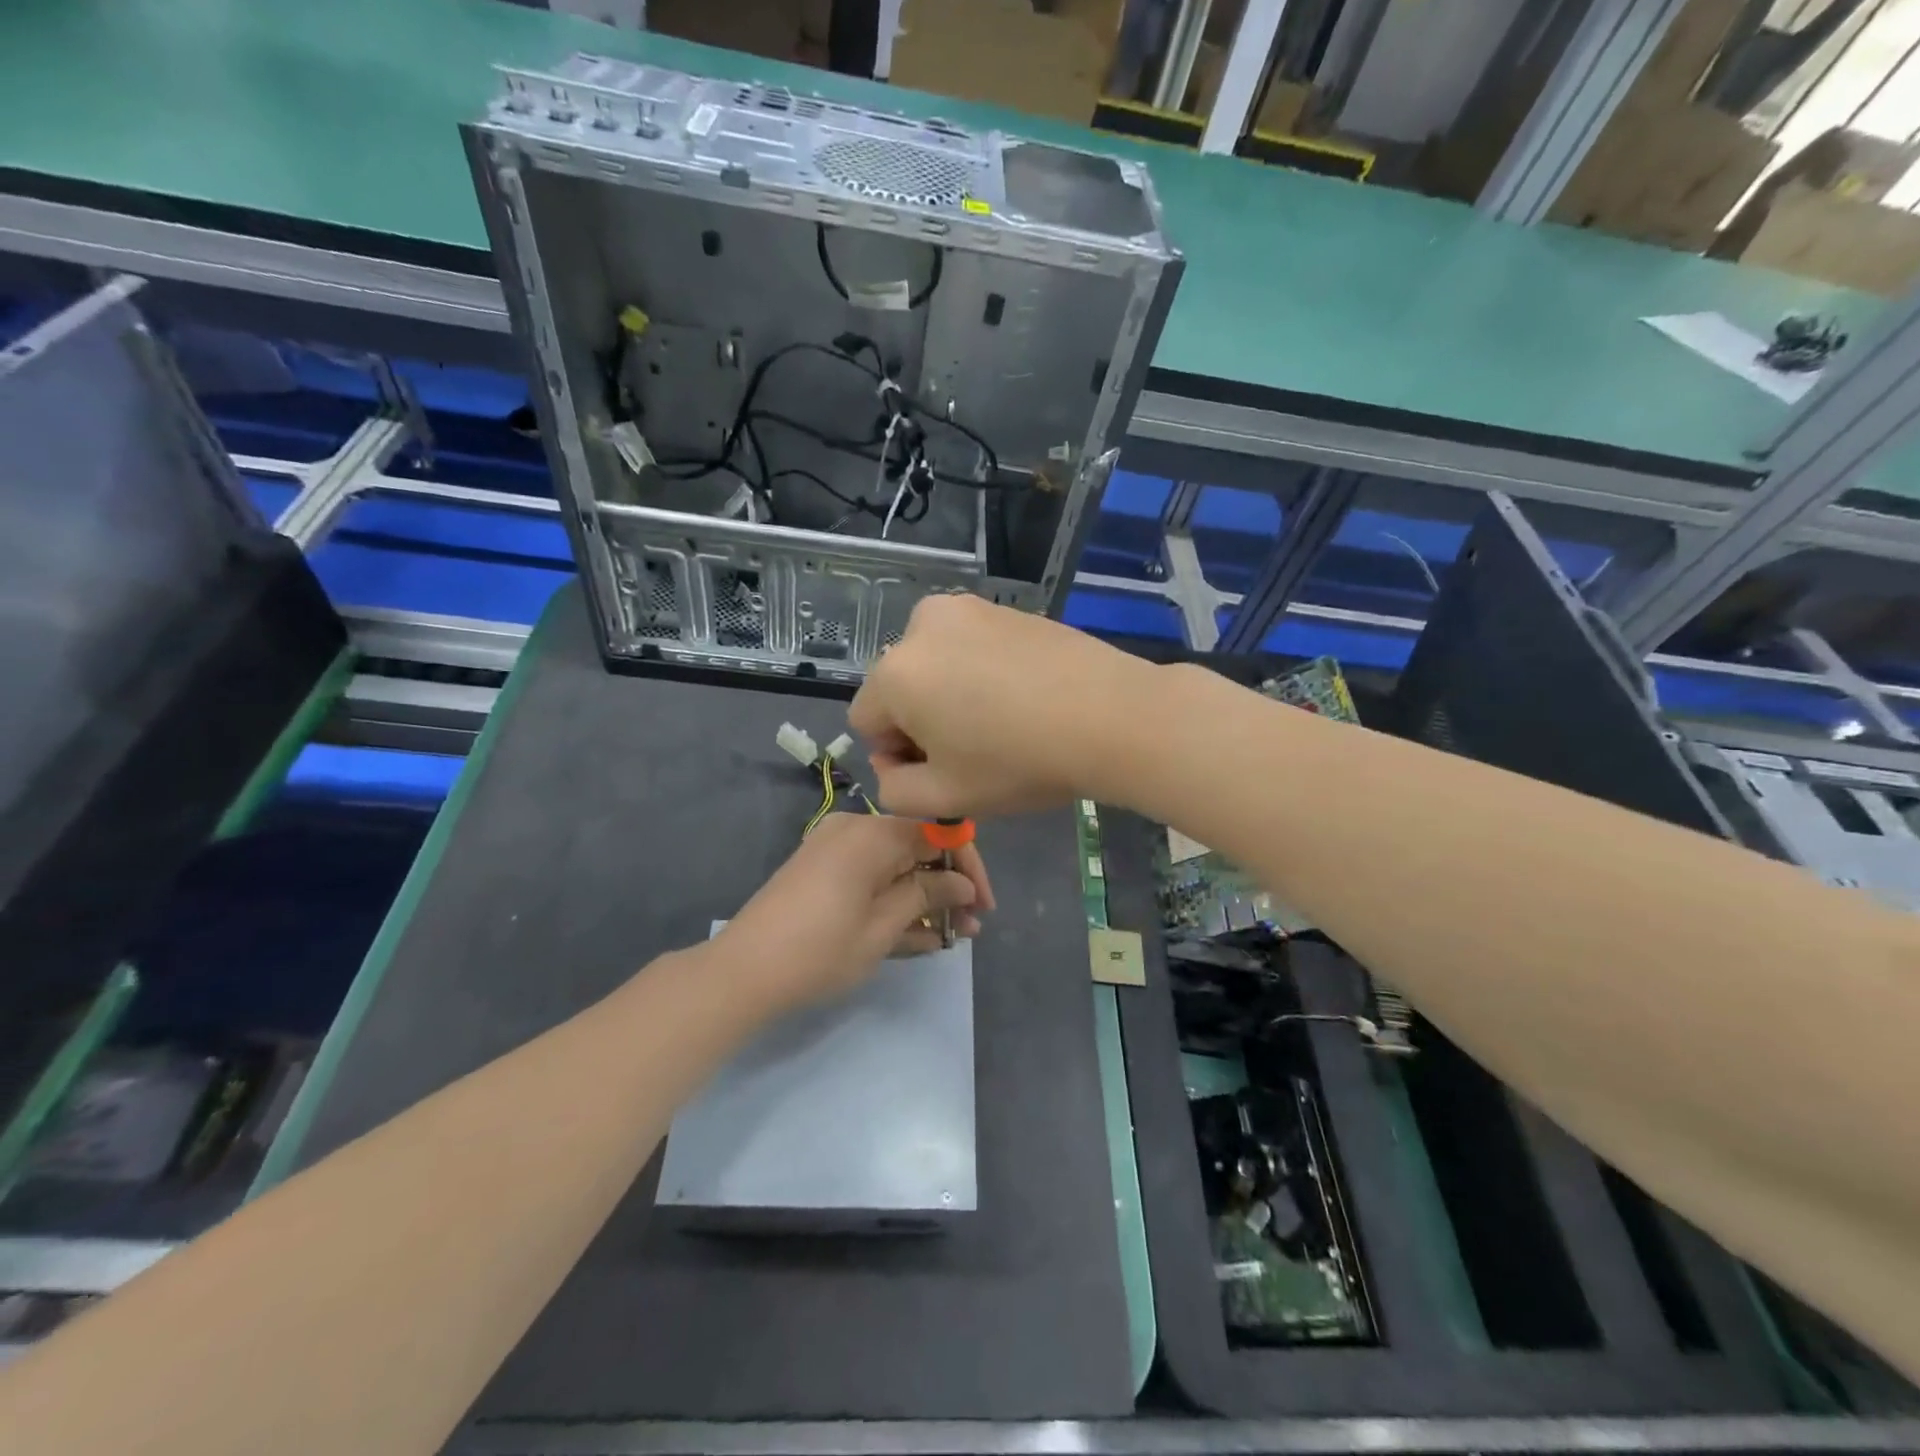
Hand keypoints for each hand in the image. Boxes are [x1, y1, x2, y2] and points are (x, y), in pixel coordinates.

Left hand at [719, 813, 994, 1010]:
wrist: (742, 973)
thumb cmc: (819, 950)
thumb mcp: (882, 927)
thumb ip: (926, 895)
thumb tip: (963, 884)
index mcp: (871, 833)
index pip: (937, 833)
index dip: (967, 866)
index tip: (984, 904)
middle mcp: (853, 830)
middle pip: (915, 847)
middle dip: (946, 886)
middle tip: (970, 927)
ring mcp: (834, 850)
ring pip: (894, 865)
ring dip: (923, 897)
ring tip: (952, 936)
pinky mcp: (821, 871)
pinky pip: (870, 877)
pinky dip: (893, 900)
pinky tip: (920, 935)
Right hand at [849, 593, 1153, 817]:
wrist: (1110, 715)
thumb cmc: (1020, 762)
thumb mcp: (946, 797)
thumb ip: (893, 791)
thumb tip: (892, 764)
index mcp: (895, 673)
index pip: (866, 722)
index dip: (897, 755)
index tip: (942, 770)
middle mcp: (920, 626)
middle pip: (899, 687)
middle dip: (922, 720)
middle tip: (973, 748)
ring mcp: (966, 608)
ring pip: (934, 663)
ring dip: (949, 693)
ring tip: (1000, 720)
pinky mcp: (1004, 606)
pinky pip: (969, 645)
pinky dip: (979, 670)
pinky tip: (1021, 695)